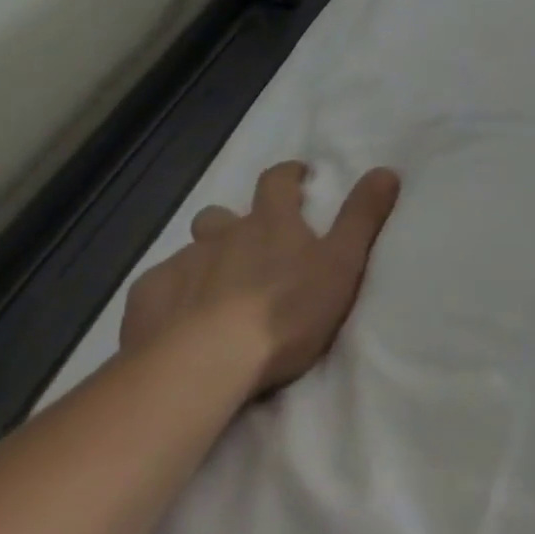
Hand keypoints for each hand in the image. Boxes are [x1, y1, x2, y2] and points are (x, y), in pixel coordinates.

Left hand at [120, 161, 400, 395]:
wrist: (204, 364)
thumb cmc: (284, 312)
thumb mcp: (342, 263)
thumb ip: (363, 216)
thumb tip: (387, 169)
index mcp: (271, 223)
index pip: (277, 181)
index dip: (288, 175)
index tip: (298, 176)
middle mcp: (222, 234)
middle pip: (222, 216)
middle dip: (234, 223)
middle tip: (250, 247)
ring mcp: (181, 265)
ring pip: (190, 252)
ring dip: (203, 262)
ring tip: (213, 291)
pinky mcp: (146, 301)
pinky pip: (157, 287)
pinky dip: (170, 295)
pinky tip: (175, 321)